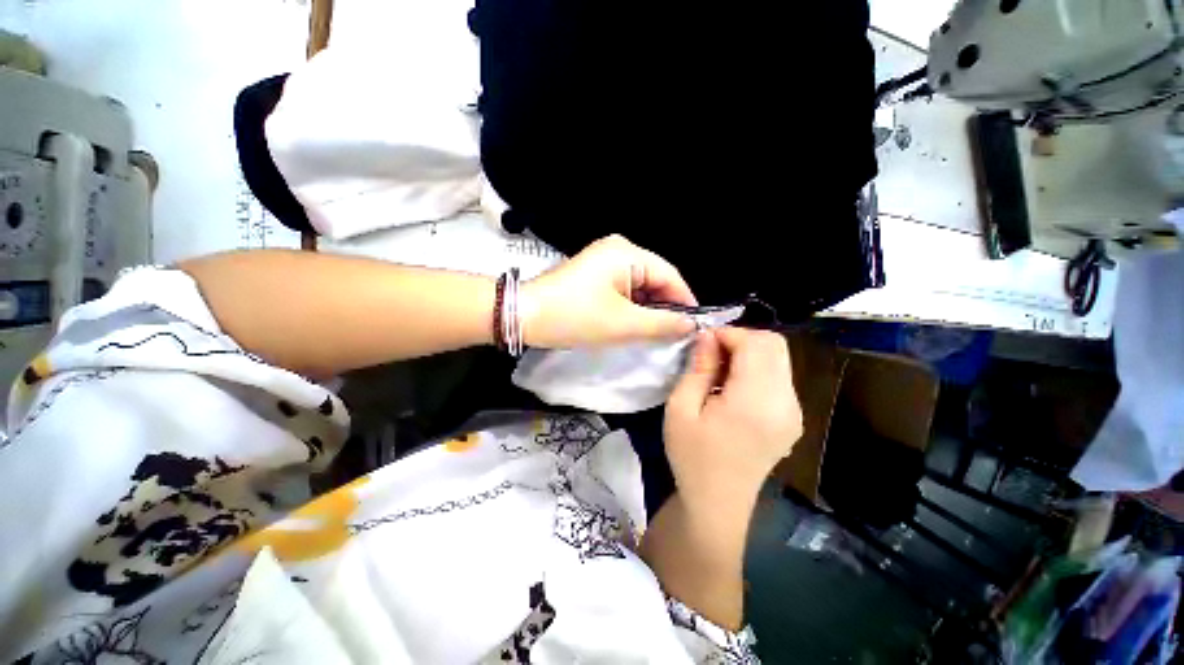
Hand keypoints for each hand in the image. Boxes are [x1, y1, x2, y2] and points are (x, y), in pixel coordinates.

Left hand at [521, 235, 697, 348]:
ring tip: (656, 333)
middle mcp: (618, 250)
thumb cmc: (575, 317)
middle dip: (665, 307)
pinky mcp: (594, 274)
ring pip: (640, 286)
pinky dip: (631, 307)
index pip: (670, 275)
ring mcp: (604, 261)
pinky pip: (624, 289)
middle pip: (655, 279)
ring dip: (648, 309)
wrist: (524, 315)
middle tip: (674, 335)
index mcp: (627, 253)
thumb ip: (662, 324)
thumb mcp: (623, 324)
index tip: (694, 328)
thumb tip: (690, 325)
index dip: (685, 301)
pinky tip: (634, 324)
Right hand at [664, 327, 802, 510]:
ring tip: (719, 373)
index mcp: (756, 402)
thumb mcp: (681, 408)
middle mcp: (785, 403)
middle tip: (710, 354)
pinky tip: (733, 388)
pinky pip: (779, 377)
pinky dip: (756, 369)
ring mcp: (795, 412)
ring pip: (779, 358)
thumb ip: (698, 368)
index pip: (756, 343)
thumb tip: (708, 336)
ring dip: (748, 353)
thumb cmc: (692, 456)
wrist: (716, 503)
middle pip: (775, 345)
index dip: (727, 334)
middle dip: (740, 339)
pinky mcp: (793, 418)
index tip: (702, 344)